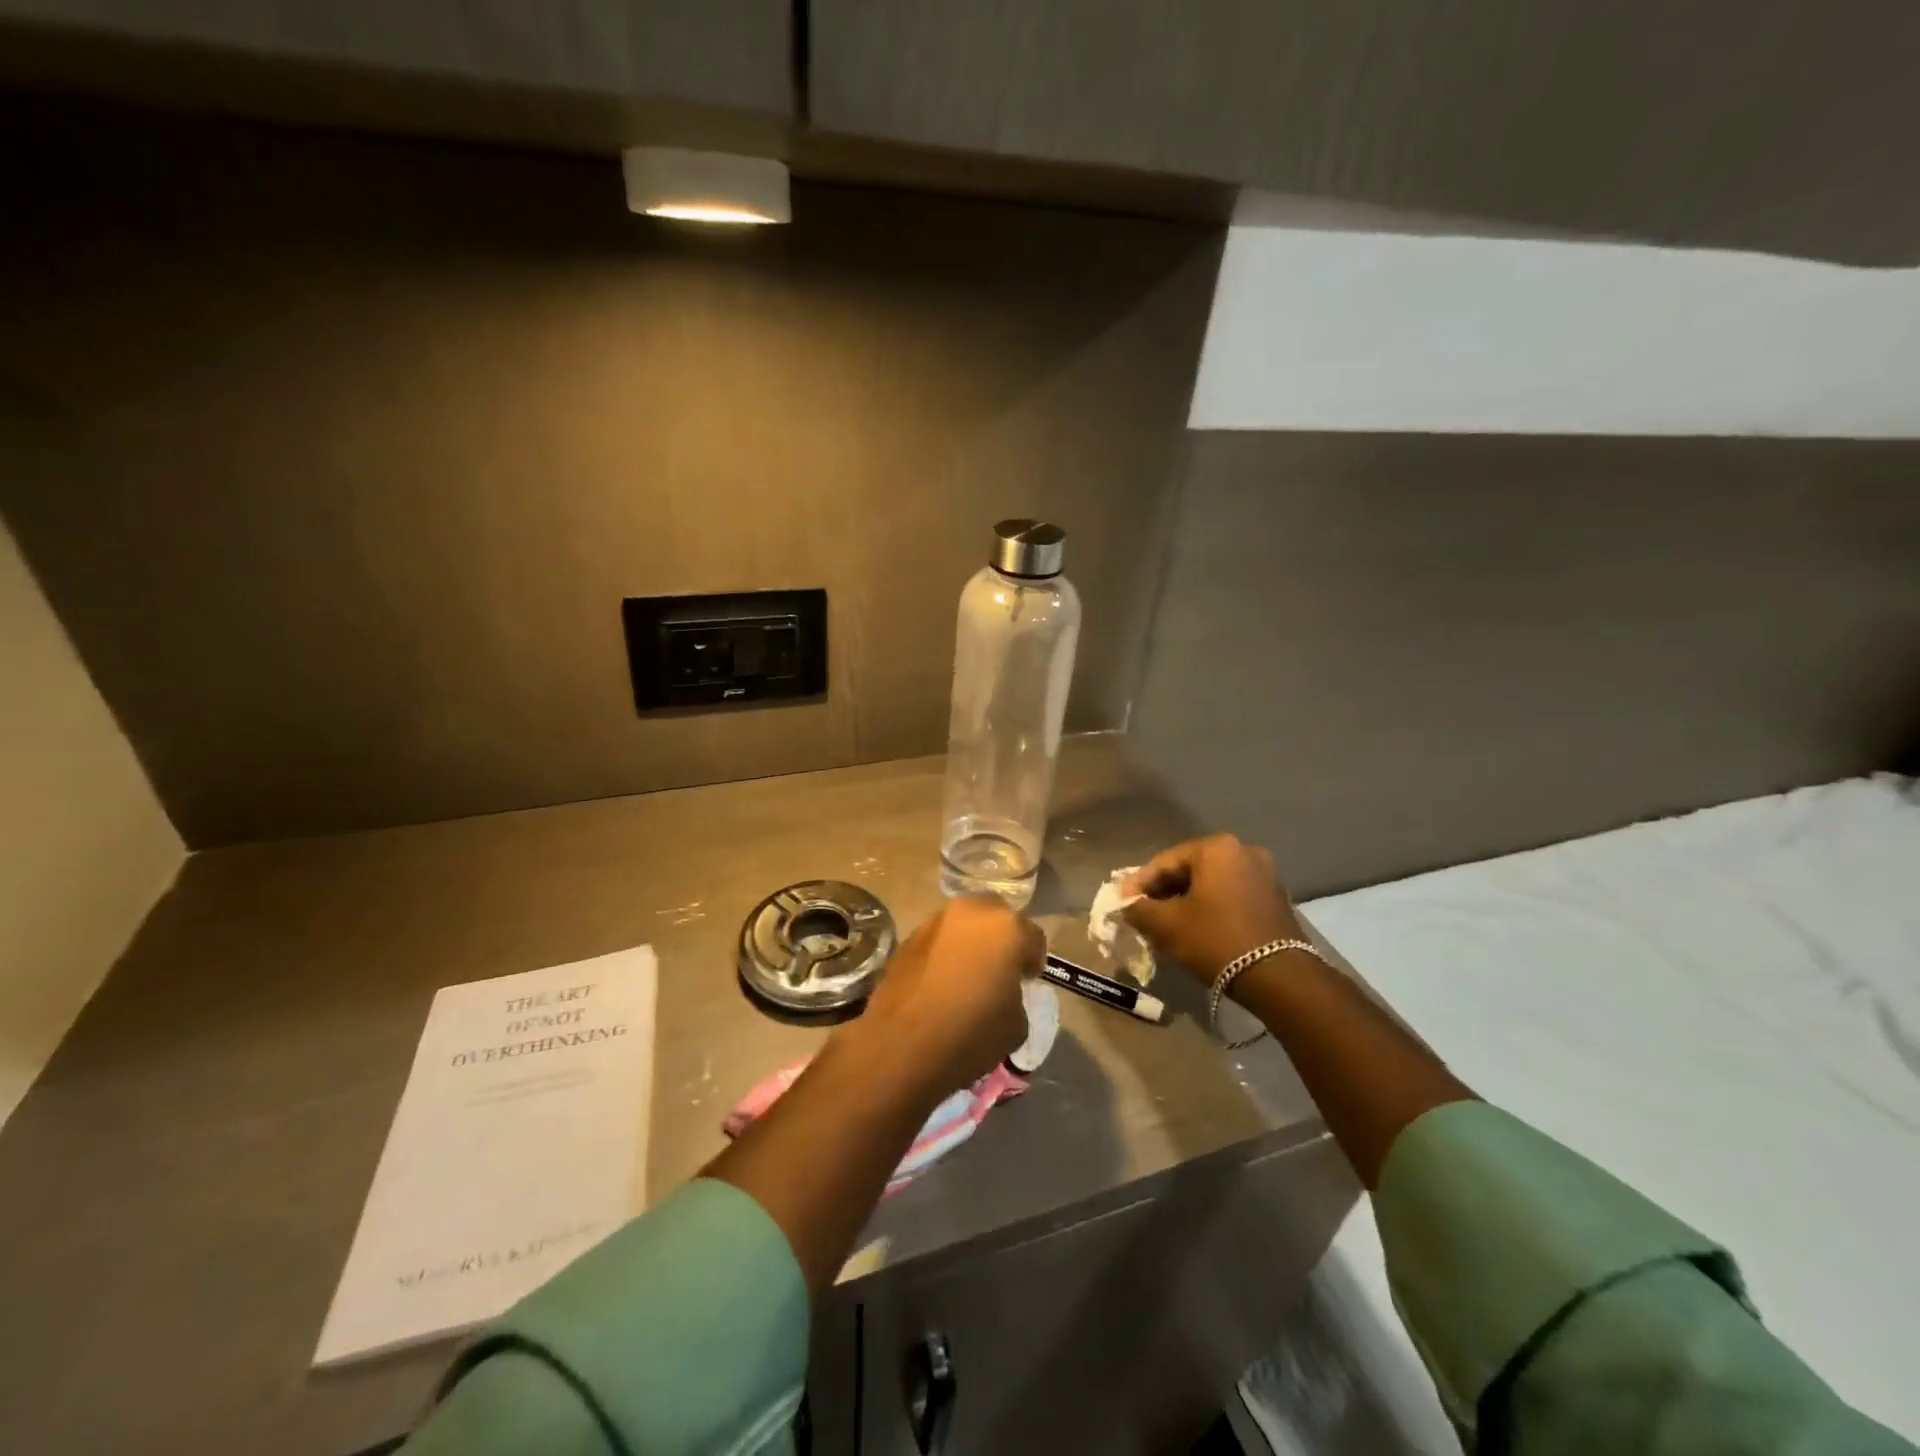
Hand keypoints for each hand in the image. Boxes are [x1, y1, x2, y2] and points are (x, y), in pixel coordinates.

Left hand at [850, 896, 1042, 1095]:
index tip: (1028, 980)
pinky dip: (945, 952)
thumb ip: (1016, 996)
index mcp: (1007, 928)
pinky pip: (939, 939)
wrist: (902, 1044)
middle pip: (997, 917)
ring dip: (971, 942)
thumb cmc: (970, 1033)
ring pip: (964, 924)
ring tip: (968, 973)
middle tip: (1000, 969)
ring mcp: (936, 921)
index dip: (1033, 960)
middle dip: (1002, 939)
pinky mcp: (909, 937)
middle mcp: (972, 912)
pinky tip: (942, 979)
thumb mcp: (1016, 1025)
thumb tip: (1004, 992)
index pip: (1033, 937)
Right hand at [1122, 834, 1302, 982]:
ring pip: (1210, 883)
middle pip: (1189, 869)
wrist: (1278, 978)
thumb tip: (1127, 904)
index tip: (1121, 903)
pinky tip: (1196, 927)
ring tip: (1166, 923)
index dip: (1139, 884)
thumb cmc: (1216, 940)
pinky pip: (1231, 894)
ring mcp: (1264, 872)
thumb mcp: (1166, 925)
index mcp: (1216, 848)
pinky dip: (1210, 906)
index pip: (1164, 862)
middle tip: (1142, 912)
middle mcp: (1243, 850)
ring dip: (1186, 899)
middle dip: (1163, 891)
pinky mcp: (1275, 896)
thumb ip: (1138, 909)